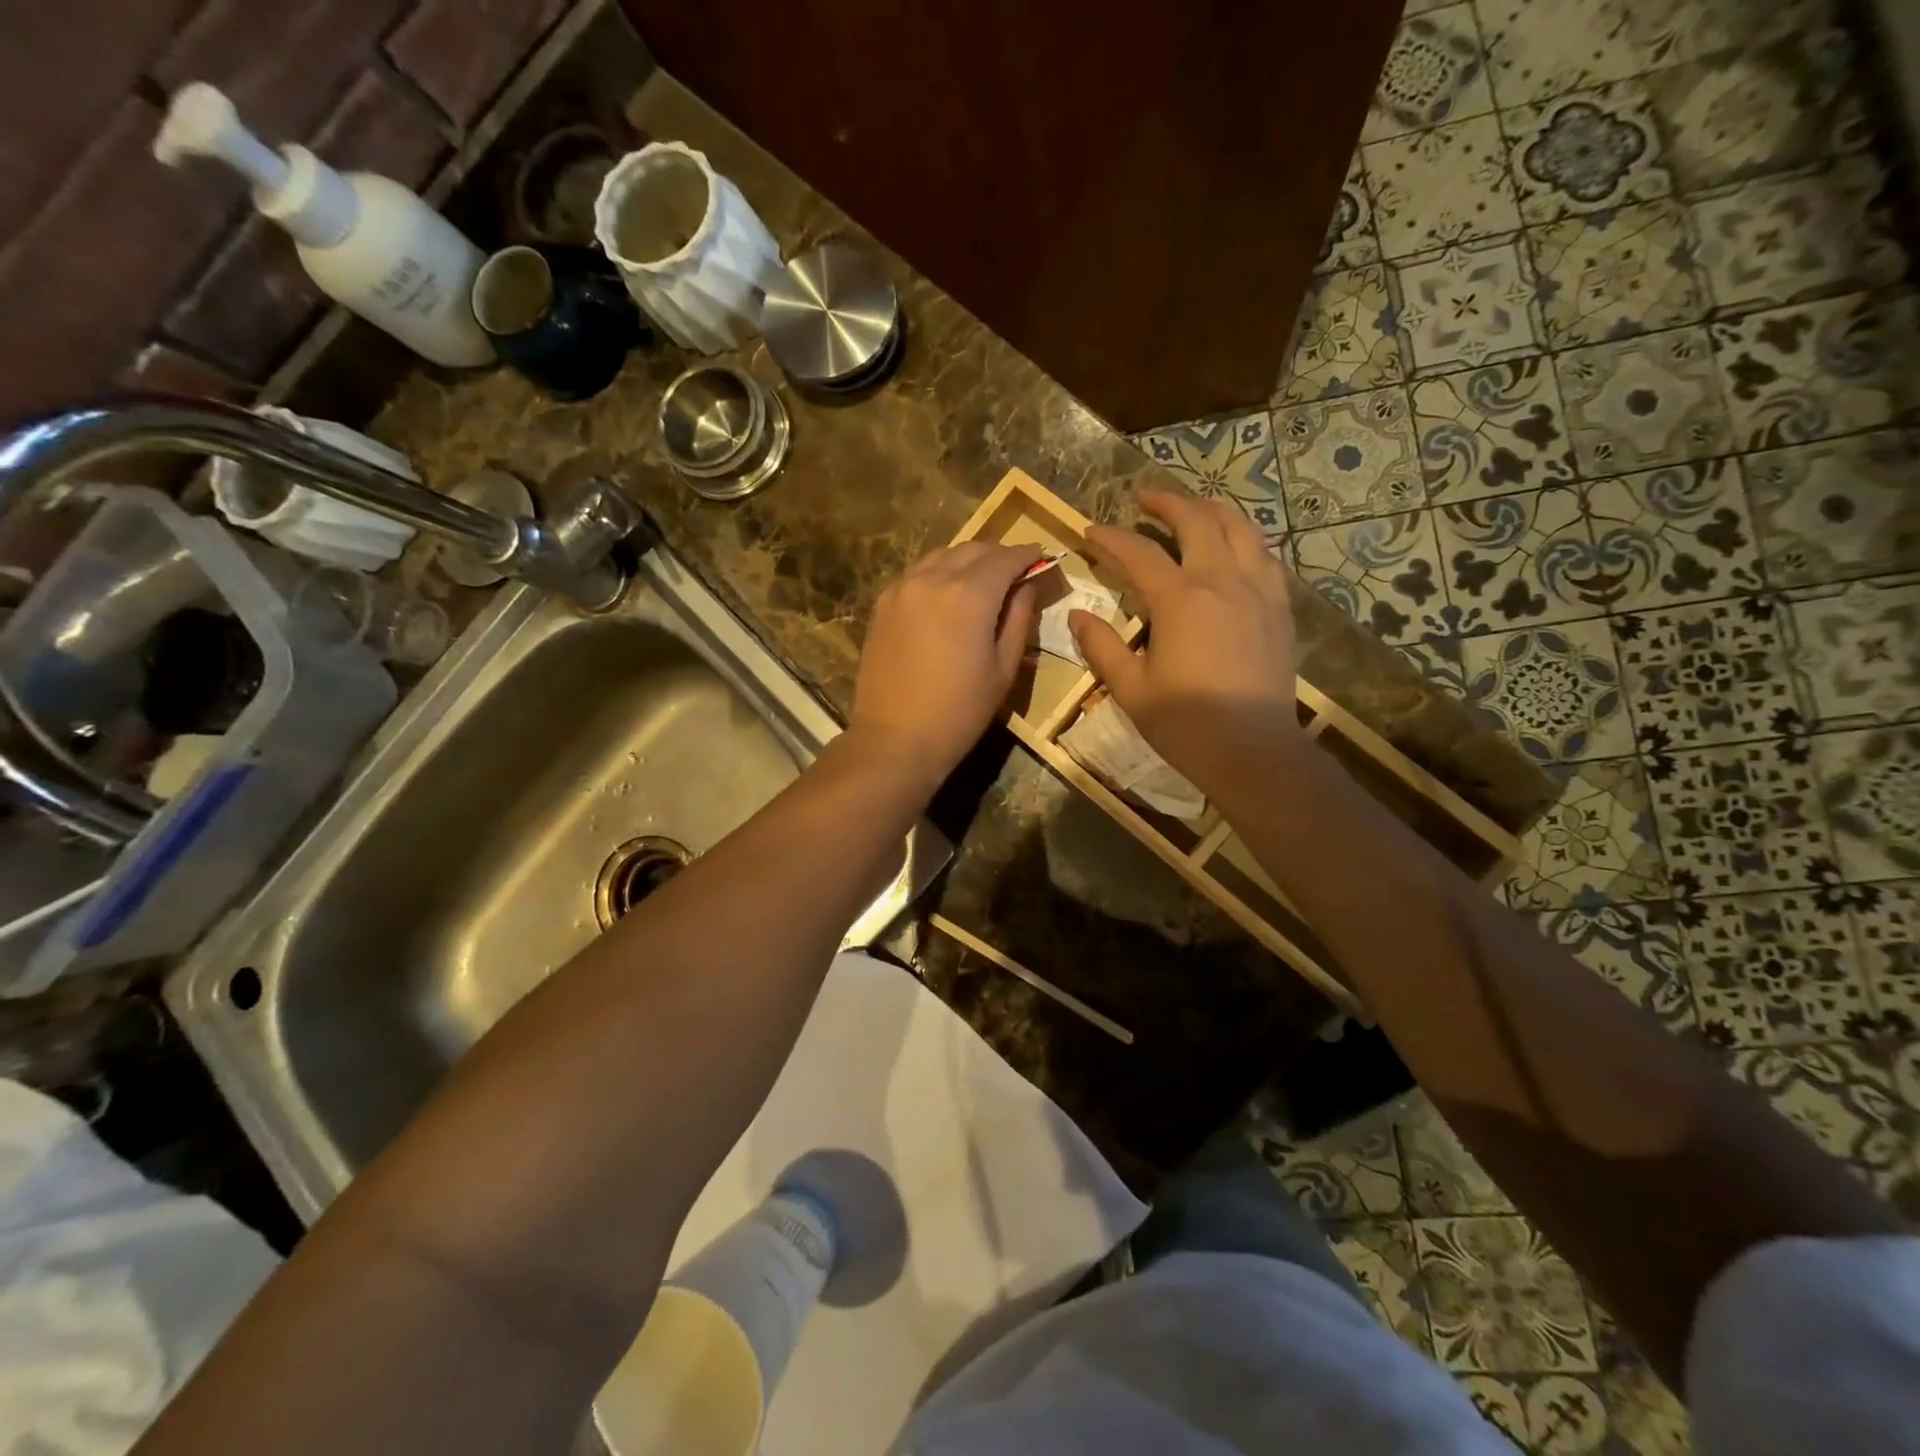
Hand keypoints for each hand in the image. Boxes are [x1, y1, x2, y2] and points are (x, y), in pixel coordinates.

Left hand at [848, 541, 1043, 792]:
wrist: (896, 739)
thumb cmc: (960, 711)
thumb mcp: (1003, 668)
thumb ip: (1019, 618)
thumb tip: (1027, 586)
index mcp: (968, 594)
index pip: (1005, 558)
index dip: (1028, 555)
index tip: (1042, 558)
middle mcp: (932, 579)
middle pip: (973, 549)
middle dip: (998, 555)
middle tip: (1017, 571)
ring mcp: (901, 588)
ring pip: (942, 556)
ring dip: (968, 560)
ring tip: (983, 580)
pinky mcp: (882, 604)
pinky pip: (917, 574)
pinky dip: (939, 573)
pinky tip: (948, 594)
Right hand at [1070, 492, 1303, 800]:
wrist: (1255, 751)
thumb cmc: (1186, 724)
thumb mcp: (1131, 689)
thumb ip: (1103, 647)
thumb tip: (1079, 615)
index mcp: (1181, 600)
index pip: (1139, 554)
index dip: (1110, 539)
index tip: (1089, 531)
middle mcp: (1222, 582)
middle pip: (1198, 521)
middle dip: (1168, 503)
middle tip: (1145, 499)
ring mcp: (1258, 591)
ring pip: (1241, 529)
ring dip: (1213, 510)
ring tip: (1195, 509)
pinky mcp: (1280, 609)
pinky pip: (1266, 557)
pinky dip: (1245, 540)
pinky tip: (1235, 549)